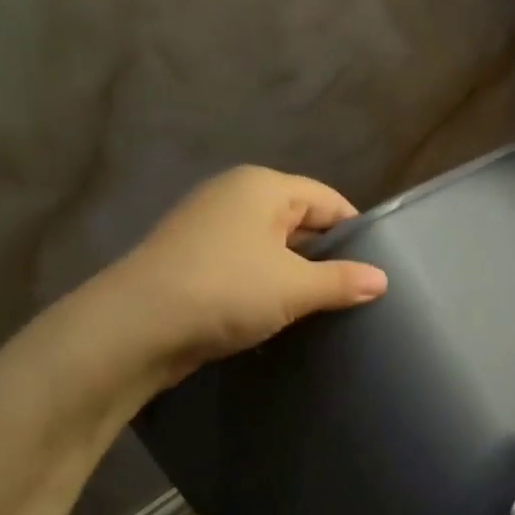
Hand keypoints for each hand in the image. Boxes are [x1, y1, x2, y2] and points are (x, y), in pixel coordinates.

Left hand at [86, 166, 388, 392]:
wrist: (132, 329)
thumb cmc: (225, 290)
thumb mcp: (293, 287)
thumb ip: (342, 280)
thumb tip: (382, 280)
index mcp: (263, 186)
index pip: (328, 200)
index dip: (356, 232)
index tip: (376, 269)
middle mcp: (234, 195)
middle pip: (298, 219)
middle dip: (325, 254)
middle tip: (352, 292)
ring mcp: (206, 226)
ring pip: (269, 245)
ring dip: (292, 273)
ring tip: (318, 307)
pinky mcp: (189, 258)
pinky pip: (243, 263)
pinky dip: (262, 283)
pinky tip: (274, 313)